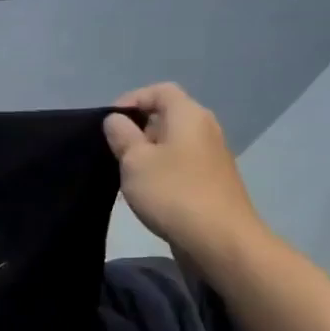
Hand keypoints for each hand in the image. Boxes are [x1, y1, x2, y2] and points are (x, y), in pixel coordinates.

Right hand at [104, 83, 267, 266]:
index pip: (160, 91)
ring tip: (127, 174)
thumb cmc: (173, 192)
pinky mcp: (213, 181)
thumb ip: (121, 135)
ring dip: (148, 153)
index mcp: (188, 115)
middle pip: (167, 116)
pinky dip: (163, 170)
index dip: (132, 100)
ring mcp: (213, 156)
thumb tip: (116, 120)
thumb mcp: (134, 161)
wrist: (219, 240)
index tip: (110, 123)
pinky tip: (148, 193)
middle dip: (138, 129)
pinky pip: (182, 164)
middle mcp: (205, 128)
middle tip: (115, 151)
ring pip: (173, 142)